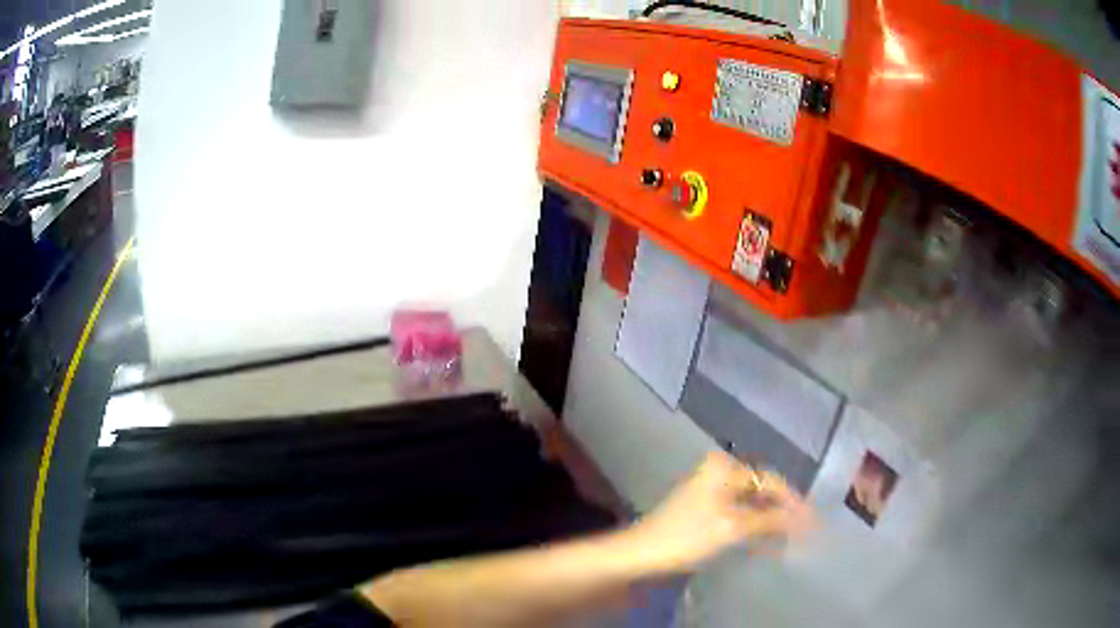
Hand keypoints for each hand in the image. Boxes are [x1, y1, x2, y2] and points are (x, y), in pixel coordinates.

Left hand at [630, 451, 813, 572]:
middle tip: (805, 531)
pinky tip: (767, 543)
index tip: (813, 520)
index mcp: (725, 468)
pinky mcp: (705, 511)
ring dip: (769, 522)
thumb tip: (805, 520)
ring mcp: (711, 492)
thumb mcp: (733, 527)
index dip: (793, 501)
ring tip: (791, 540)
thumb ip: (770, 521)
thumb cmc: (687, 535)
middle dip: (782, 512)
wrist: (641, 553)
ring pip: (751, 505)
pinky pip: (738, 515)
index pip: (770, 481)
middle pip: (761, 492)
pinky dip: (753, 528)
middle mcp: (719, 473)